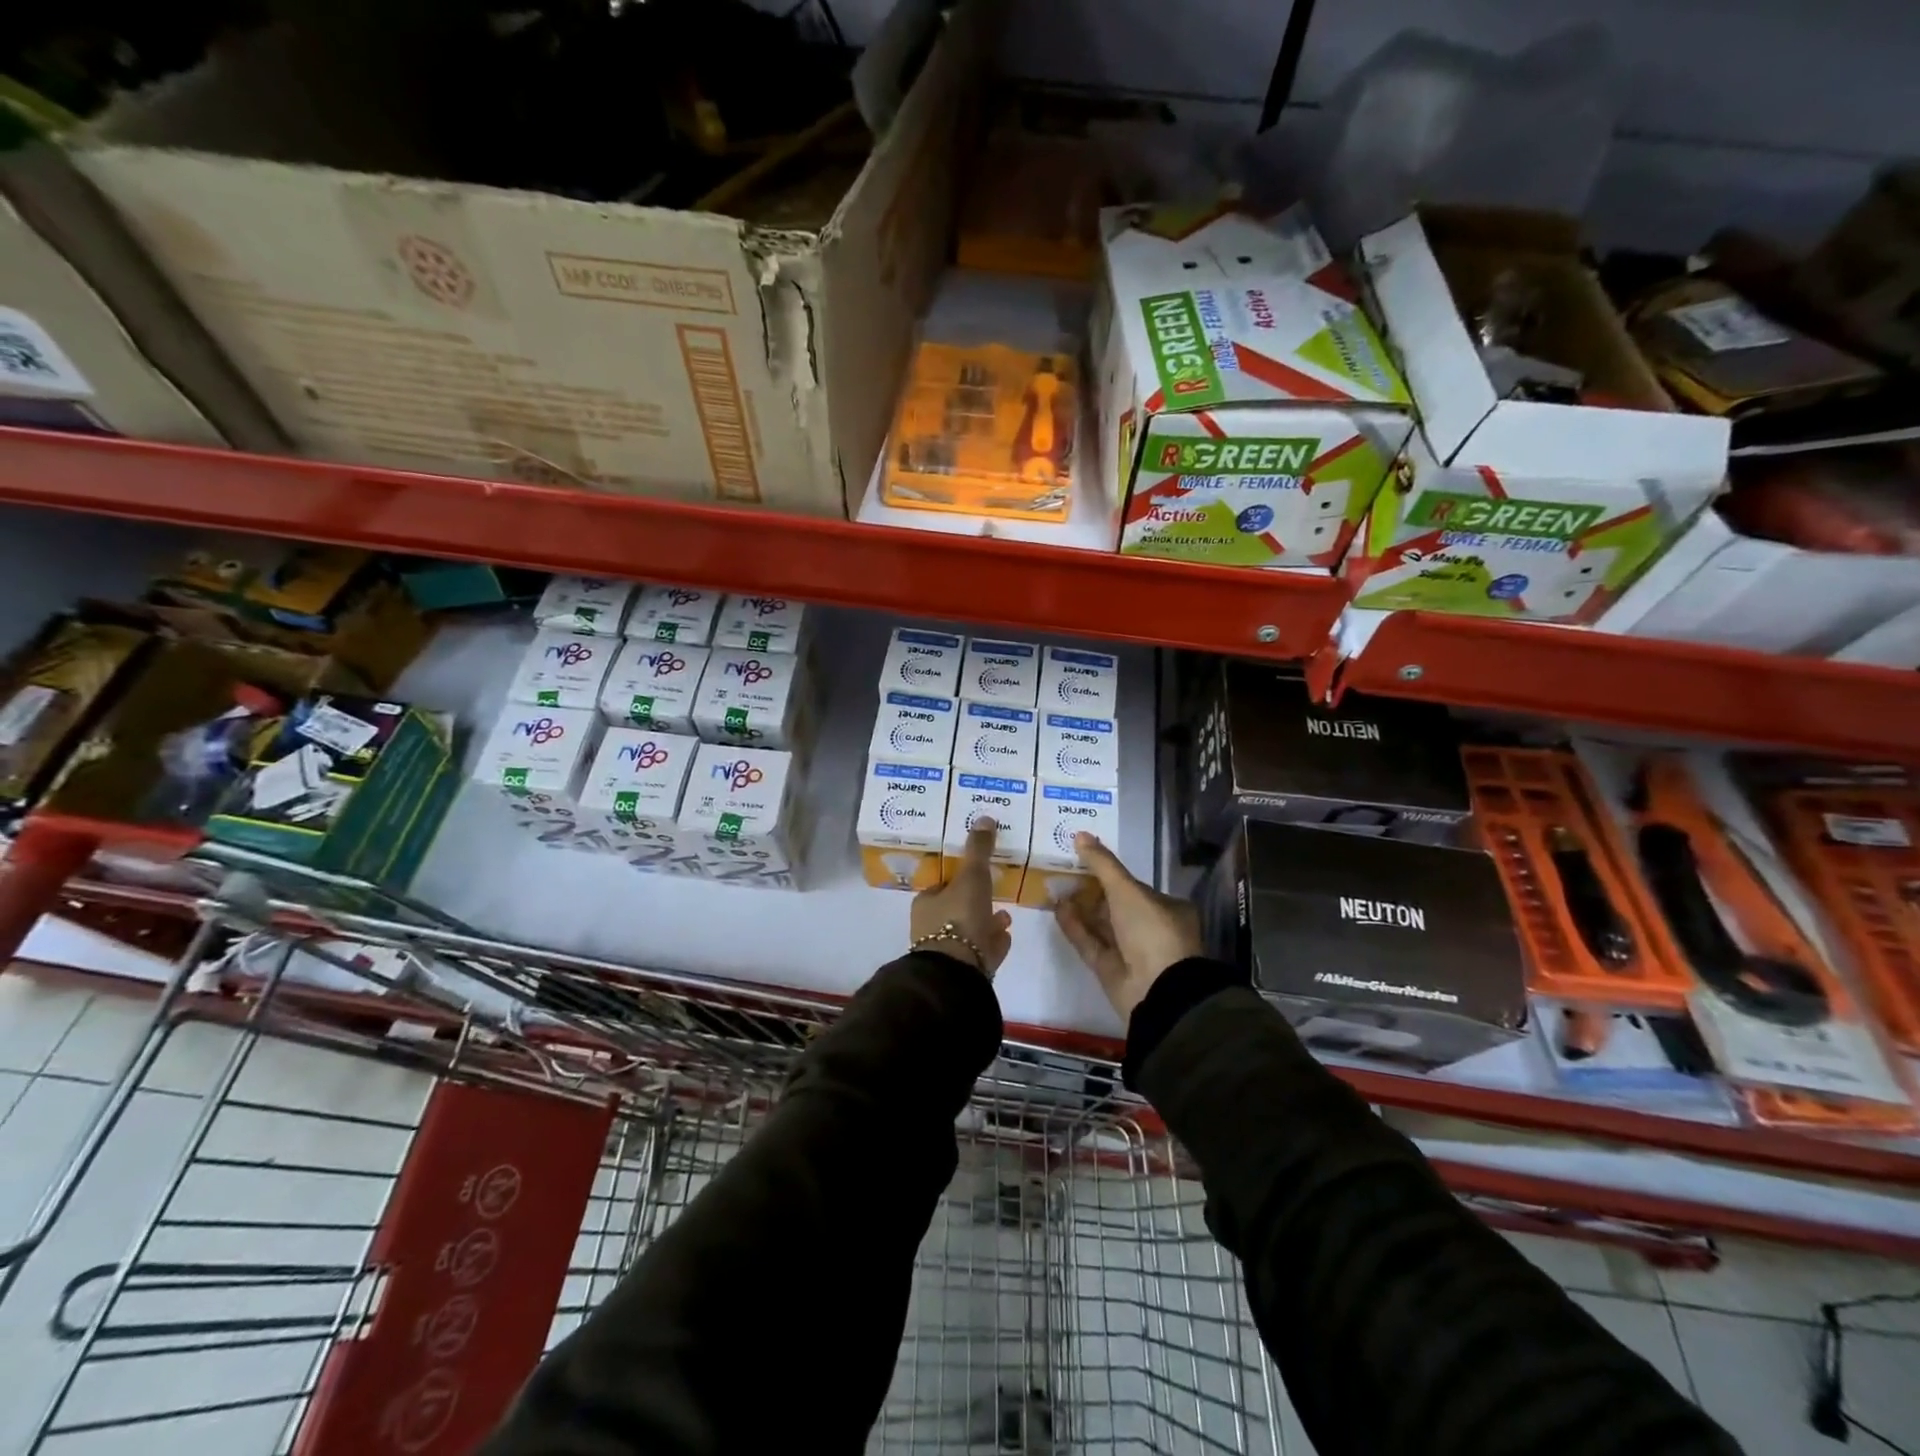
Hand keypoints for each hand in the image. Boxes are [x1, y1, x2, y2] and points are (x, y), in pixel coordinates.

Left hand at [910, 818, 1012, 976]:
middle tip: (995, 893)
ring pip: (969, 931)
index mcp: (926, 904)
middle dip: (976, 901)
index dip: (959, 879)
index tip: (977, 873)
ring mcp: (947, 952)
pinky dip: (992, 942)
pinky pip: (980, 951)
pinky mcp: (963, 971)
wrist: (958, 972)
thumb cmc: (959, 918)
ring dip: (986, 922)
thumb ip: (978, 850)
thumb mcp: (971, 877)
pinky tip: (1005, 937)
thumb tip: (984, 817)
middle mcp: (931, 927)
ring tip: (1005, 916)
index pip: (943, 886)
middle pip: (957, 908)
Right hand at [1054, 832, 1202, 1019]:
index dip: (1109, 873)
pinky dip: (1075, 927)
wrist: (1158, 991)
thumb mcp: (1126, 890)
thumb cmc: (1151, 930)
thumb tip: (1080, 834)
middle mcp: (1151, 929)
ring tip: (1054, 888)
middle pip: (1115, 905)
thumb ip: (1102, 863)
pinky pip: (1090, 943)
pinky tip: (1057, 909)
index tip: (1083, 860)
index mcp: (1167, 908)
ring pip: (1100, 925)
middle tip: (1062, 872)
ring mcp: (1131, 952)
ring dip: (1079, 908)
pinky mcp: (1111, 970)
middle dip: (1090, 890)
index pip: (1134, 886)